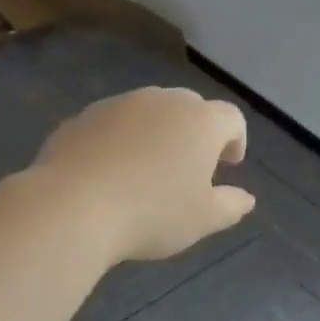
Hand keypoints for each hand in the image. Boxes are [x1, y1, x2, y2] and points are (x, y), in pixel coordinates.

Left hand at [32, 87, 254, 262]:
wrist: (73, 207)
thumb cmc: (153, 213)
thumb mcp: (203, 219)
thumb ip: (231, 205)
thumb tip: (247, 199)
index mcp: (200, 122)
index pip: (231, 118)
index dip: (236, 140)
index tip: (229, 165)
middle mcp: (162, 101)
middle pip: (190, 107)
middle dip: (196, 132)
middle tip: (191, 166)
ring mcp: (118, 104)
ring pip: (149, 112)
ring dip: (157, 133)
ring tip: (149, 169)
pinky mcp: (82, 117)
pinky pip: (113, 124)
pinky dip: (121, 140)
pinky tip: (112, 172)